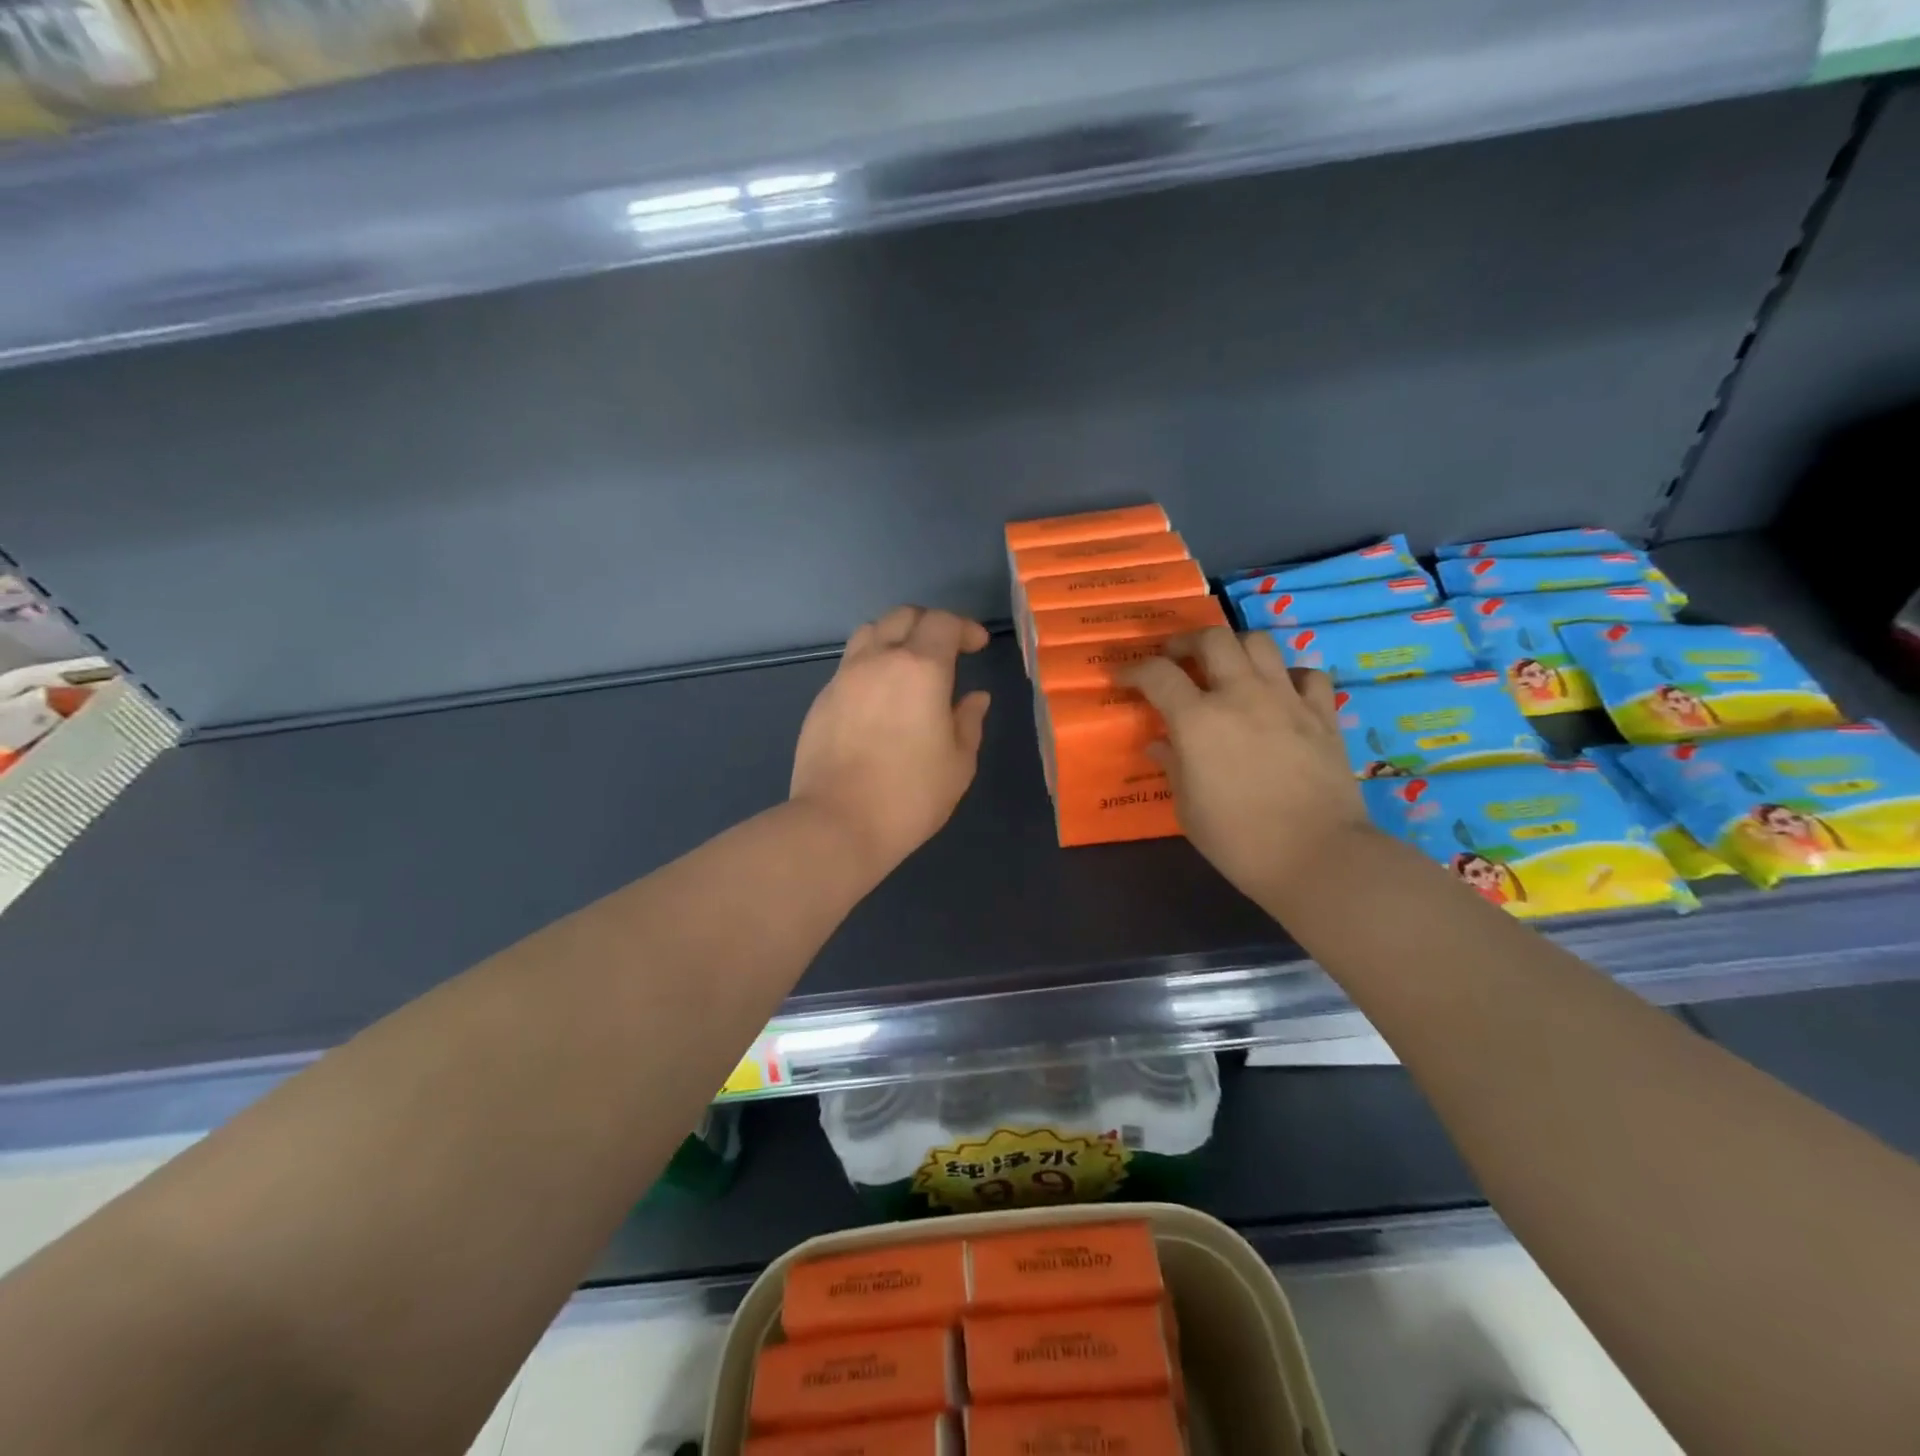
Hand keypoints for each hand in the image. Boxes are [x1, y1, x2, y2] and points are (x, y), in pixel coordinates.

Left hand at [790, 606, 992, 879]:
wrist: (837, 823)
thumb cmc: (910, 795)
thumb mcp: (958, 763)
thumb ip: (969, 721)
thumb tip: (975, 697)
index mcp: (921, 668)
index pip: (944, 623)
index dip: (965, 628)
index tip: (978, 647)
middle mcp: (879, 660)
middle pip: (903, 616)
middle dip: (930, 623)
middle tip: (947, 649)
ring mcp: (844, 677)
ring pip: (870, 632)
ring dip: (895, 637)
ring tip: (908, 666)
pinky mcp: (822, 699)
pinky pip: (850, 664)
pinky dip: (871, 664)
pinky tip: (879, 698)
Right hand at [1123, 628, 1372, 902]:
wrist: (1317, 857)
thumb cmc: (1239, 840)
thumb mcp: (1188, 808)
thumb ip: (1172, 767)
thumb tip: (1160, 745)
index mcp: (1198, 720)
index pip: (1157, 674)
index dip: (1134, 671)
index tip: (1123, 679)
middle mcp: (1241, 695)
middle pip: (1212, 638)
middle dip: (1186, 642)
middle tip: (1176, 659)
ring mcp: (1286, 700)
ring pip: (1259, 642)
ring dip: (1236, 647)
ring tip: (1227, 667)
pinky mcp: (1322, 714)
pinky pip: (1307, 674)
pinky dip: (1289, 675)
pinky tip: (1281, 692)